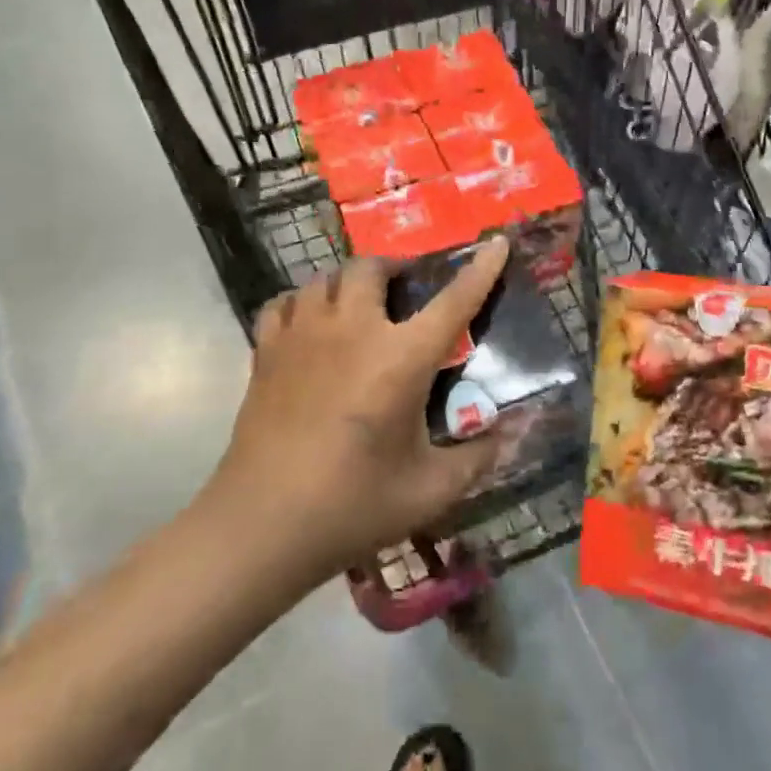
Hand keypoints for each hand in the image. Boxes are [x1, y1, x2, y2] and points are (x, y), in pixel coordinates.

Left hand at [210, 239, 511, 581]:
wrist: (261, 526)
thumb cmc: (353, 505)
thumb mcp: (431, 490)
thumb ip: (478, 457)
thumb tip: (510, 435)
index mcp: (401, 359)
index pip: (453, 301)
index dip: (480, 270)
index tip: (496, 244)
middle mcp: (352, 332)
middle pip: (372, 269)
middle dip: (395, 269)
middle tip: (407, 290)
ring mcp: (302, 337)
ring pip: (325, 279)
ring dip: (349, 282)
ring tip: (360, 304)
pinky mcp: (265, 353)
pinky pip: (284, 303)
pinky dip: (303, 303)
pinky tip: (310, 324)